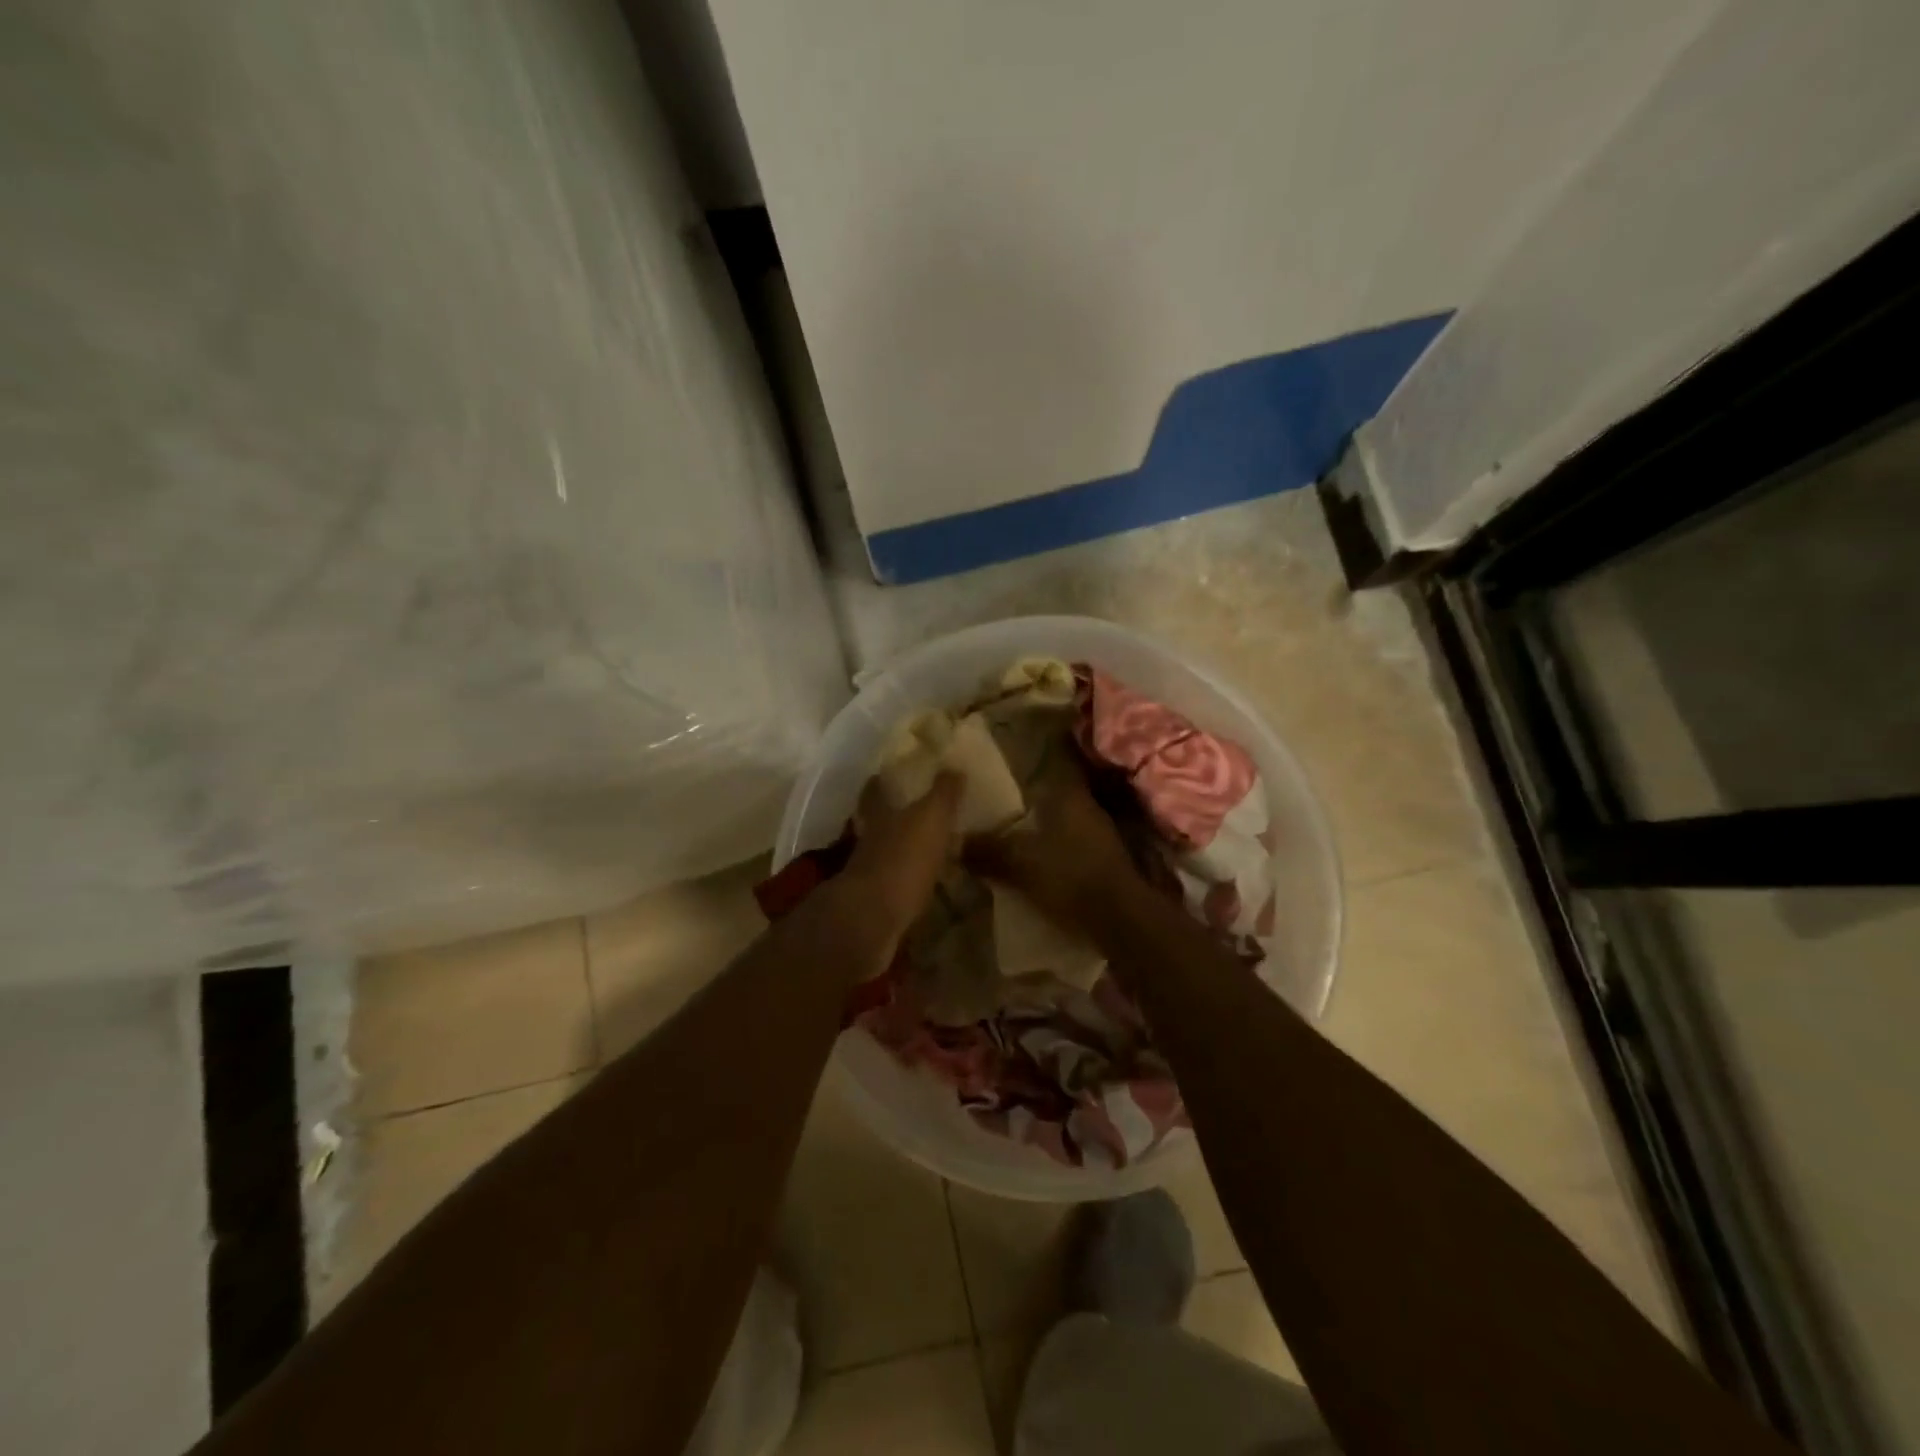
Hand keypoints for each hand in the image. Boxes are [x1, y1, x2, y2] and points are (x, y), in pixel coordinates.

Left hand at [833, 770, 963, 969]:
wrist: (871, 921)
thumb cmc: (902, 860)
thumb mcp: (930, 819)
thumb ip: (943, 794)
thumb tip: (954, 766)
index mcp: (879, 816)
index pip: (875, 792)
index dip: (880, 782)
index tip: (885, 774)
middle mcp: (870, 841)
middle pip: (879, 824)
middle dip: (895, 818)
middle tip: (917, 813)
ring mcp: (870, 875)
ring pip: (888, 855)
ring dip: (904, 852)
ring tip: (930, 851)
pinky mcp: (878, 905)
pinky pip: (898, 886)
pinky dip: (910, 883)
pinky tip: (927, 886)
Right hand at [964, 759, 1142, 935]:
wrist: (1120, 920)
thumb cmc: (1069, 877)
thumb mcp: (1019, 863)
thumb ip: (988, 850)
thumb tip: (956, 841)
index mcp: (1069, 796)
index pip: (1046, 767)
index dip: (1023, 771)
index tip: (999, 778)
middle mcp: (1087, 808)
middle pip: (1049, 800)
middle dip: (1024, 809)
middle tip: (994, 818)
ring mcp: (1100, 836)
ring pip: (1059, 826)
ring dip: (1039, 834)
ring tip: (1009, 846)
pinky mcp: (1104, 862)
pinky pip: (1069, 849)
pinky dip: (1052, 854)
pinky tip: (1034, 868)